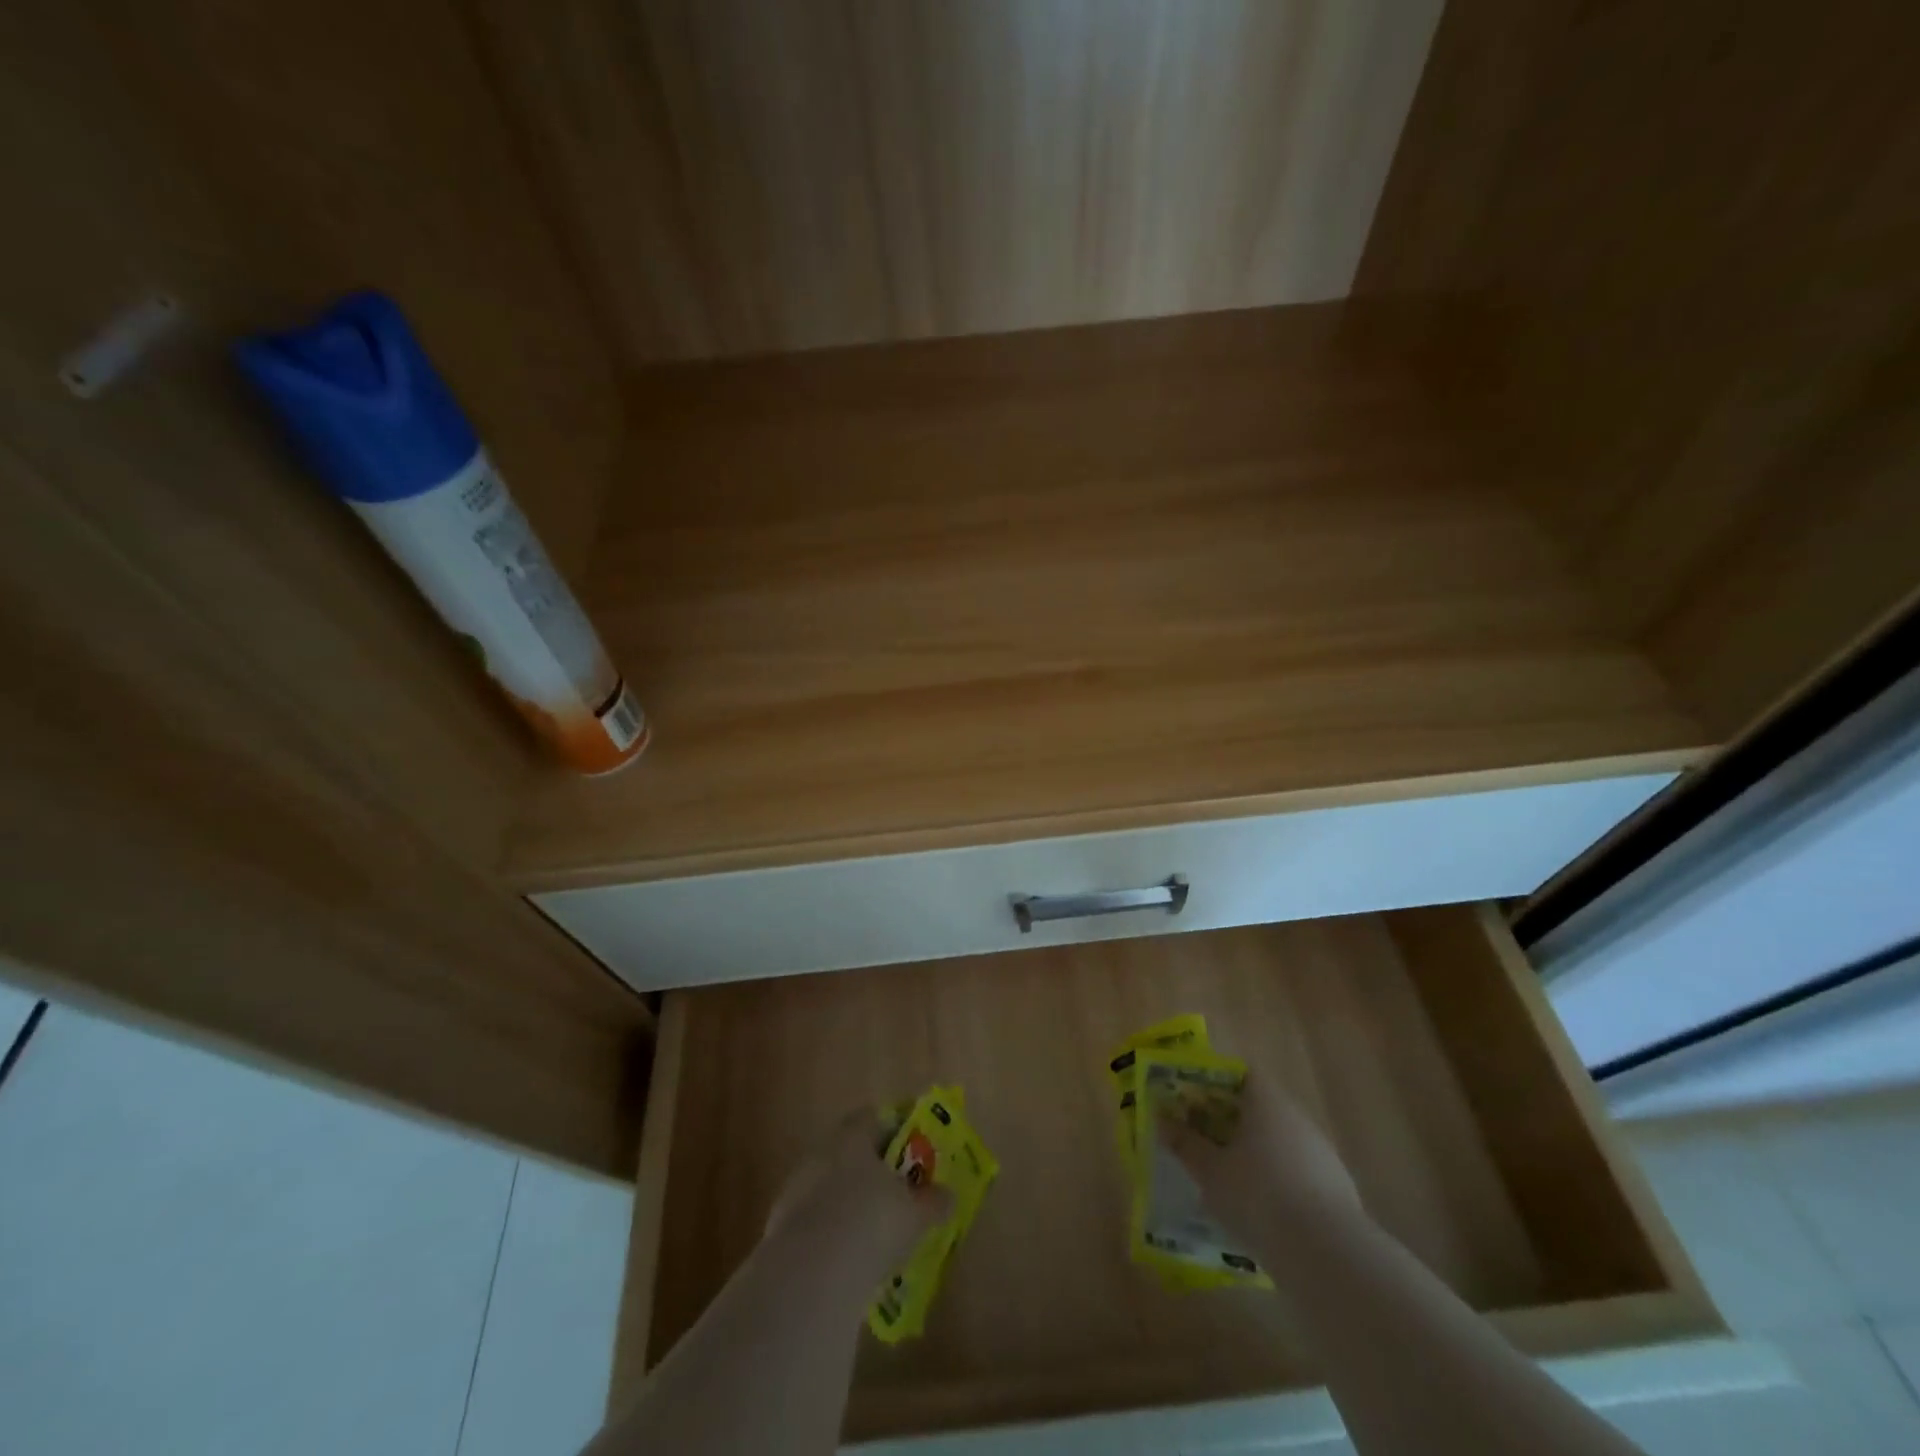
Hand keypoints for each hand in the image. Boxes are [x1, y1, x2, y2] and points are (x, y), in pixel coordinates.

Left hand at [765, 1111, 950, 1277]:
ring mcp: (795, 1190)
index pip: (874, 1118)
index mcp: (852, 1136)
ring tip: (873, 1233)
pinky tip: (847, 1260)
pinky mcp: (779, 1230)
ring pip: (829, 1188)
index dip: (895, 1130)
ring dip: (848, 1204)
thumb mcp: (915, 1213)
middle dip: (871, 1171)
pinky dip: (830, 1236)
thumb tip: (947, 1195)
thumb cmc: (872, 1224)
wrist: (810, 1275)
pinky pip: (814, 1224)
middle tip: (896, 1192)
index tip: (912, 1149)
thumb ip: (933, 1201)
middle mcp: (821, 1153)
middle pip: (849, 1153)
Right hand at [1159, 1072, 1364, 1257]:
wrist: (1328, 1255)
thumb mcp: (1209, 1171)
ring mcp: (1322, 1154)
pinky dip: (1277, 1184)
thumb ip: (1185, 1143)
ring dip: (1255, 1155)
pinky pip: (1297, 1174)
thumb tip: (1162, 1119)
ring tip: (1228, 1183)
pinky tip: (1261, 1213)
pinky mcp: (1337, 1190)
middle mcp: (1297, 1118)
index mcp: (1267, 1101)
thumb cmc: (1258, 1196)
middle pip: (1260, 1108)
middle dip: (1231, 1123)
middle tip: (1204, 1142)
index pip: (1242, 1074)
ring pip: (1279, 1143)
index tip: (1195, 1102)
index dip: (1217, 1083)